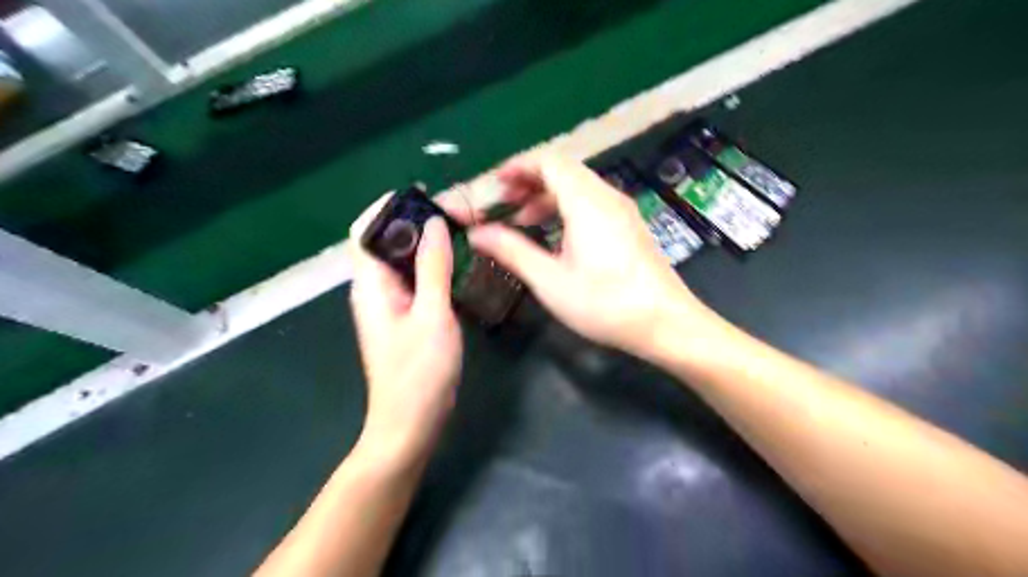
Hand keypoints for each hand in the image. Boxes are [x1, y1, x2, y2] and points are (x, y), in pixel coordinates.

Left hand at [349, 197, 460, 463]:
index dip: (388, 207)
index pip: (366, 230)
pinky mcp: (404, 316)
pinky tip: (455, 263)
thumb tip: (434, 224)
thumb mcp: (433, 315)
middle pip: (385, 242)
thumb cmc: (419, 372)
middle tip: (451, 212)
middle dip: (413, 221)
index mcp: (371, 285)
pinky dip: (430, 265)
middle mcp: (374, 289)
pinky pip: (414, 279)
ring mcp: (389, 304)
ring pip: (401, 261)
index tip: (423, 194)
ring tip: (457, 229)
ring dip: (424, 242)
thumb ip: (432, 267)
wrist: (410, 423)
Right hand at [470, 153, 716, 359]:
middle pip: (563, 171)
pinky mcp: (629, 226)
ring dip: (546, 197)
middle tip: (502, 204)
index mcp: (587, 201)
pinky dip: (566, 209)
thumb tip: (477, 234)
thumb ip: (512, 251)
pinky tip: (554, 236)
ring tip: (521, 221)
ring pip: (577, 187)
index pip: (548, 161)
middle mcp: (607, 196)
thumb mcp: (551, 280)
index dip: (517, 166)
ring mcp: (622, 210)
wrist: (666, 323)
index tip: (494, 184)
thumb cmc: (605, 303)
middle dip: (528, 182)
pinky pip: (591, 203)